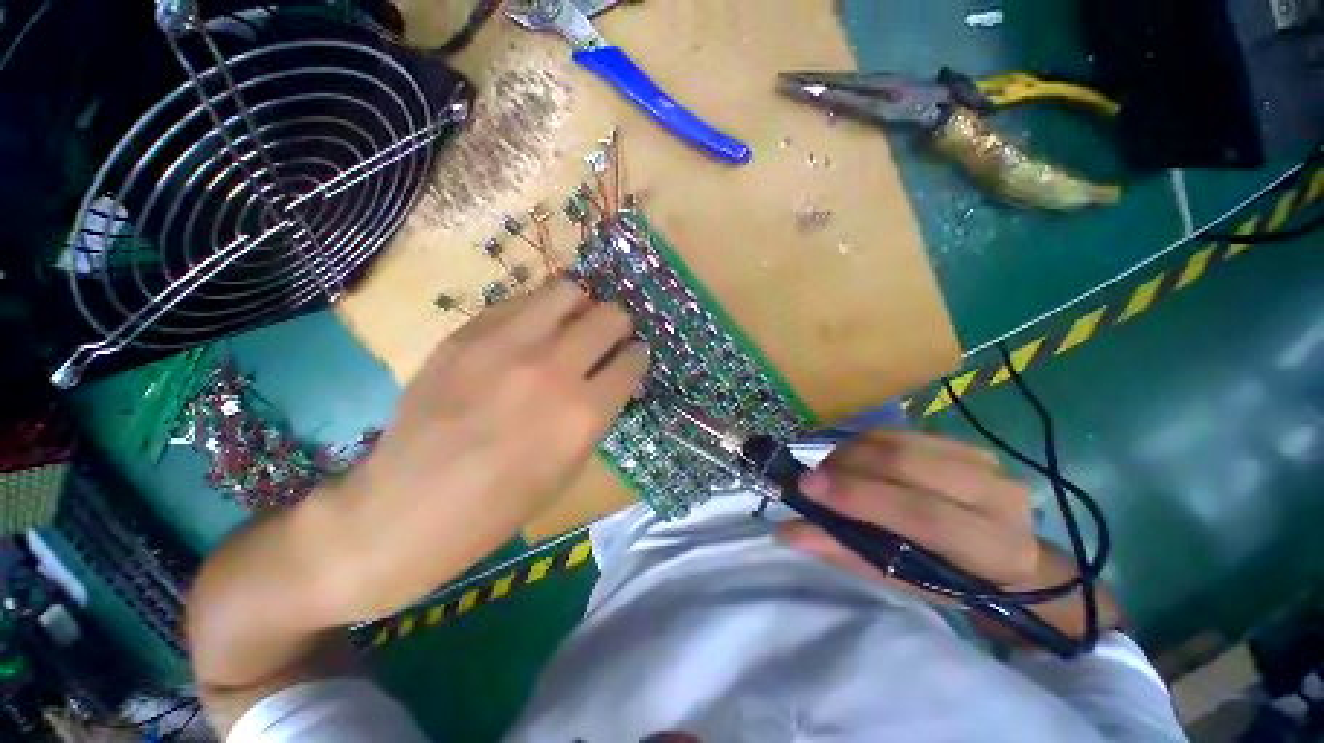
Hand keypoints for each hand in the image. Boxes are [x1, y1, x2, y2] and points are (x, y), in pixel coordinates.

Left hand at [323, 281, 648, 620]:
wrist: (405, 510)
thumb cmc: (500, 506)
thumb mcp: (570, 466)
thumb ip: (597, 411)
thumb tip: (612, 372)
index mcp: (583, 414)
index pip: (633, 359)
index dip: (637, 356)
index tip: (631, 358)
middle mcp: (552, 371)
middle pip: (610, 316)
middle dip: (618, 326)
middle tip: (607, 338)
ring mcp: (505, 346)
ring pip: (568, 291)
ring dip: (580, 308)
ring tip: (571, 325)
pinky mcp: (465, 334)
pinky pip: (520, 302)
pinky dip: (537, 313)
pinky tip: (528, 334)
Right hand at [777, 431, 1118, 640]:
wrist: (1005, 556)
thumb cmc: (950, 580)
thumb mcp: (901, 580)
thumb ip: (846, 553)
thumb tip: (787, 532)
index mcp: (994, 548)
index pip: (920, 513)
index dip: (859, 496)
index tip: (807, 487)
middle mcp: (998, 495)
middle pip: (907, 463)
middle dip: (847, 465)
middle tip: (811, 477)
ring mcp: (984, 461)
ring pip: (899, 441)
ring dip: (851, 452)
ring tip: (829, 470)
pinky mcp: (965, 442)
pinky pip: (901, 432)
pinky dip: (864, 442)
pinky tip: (851, 459)